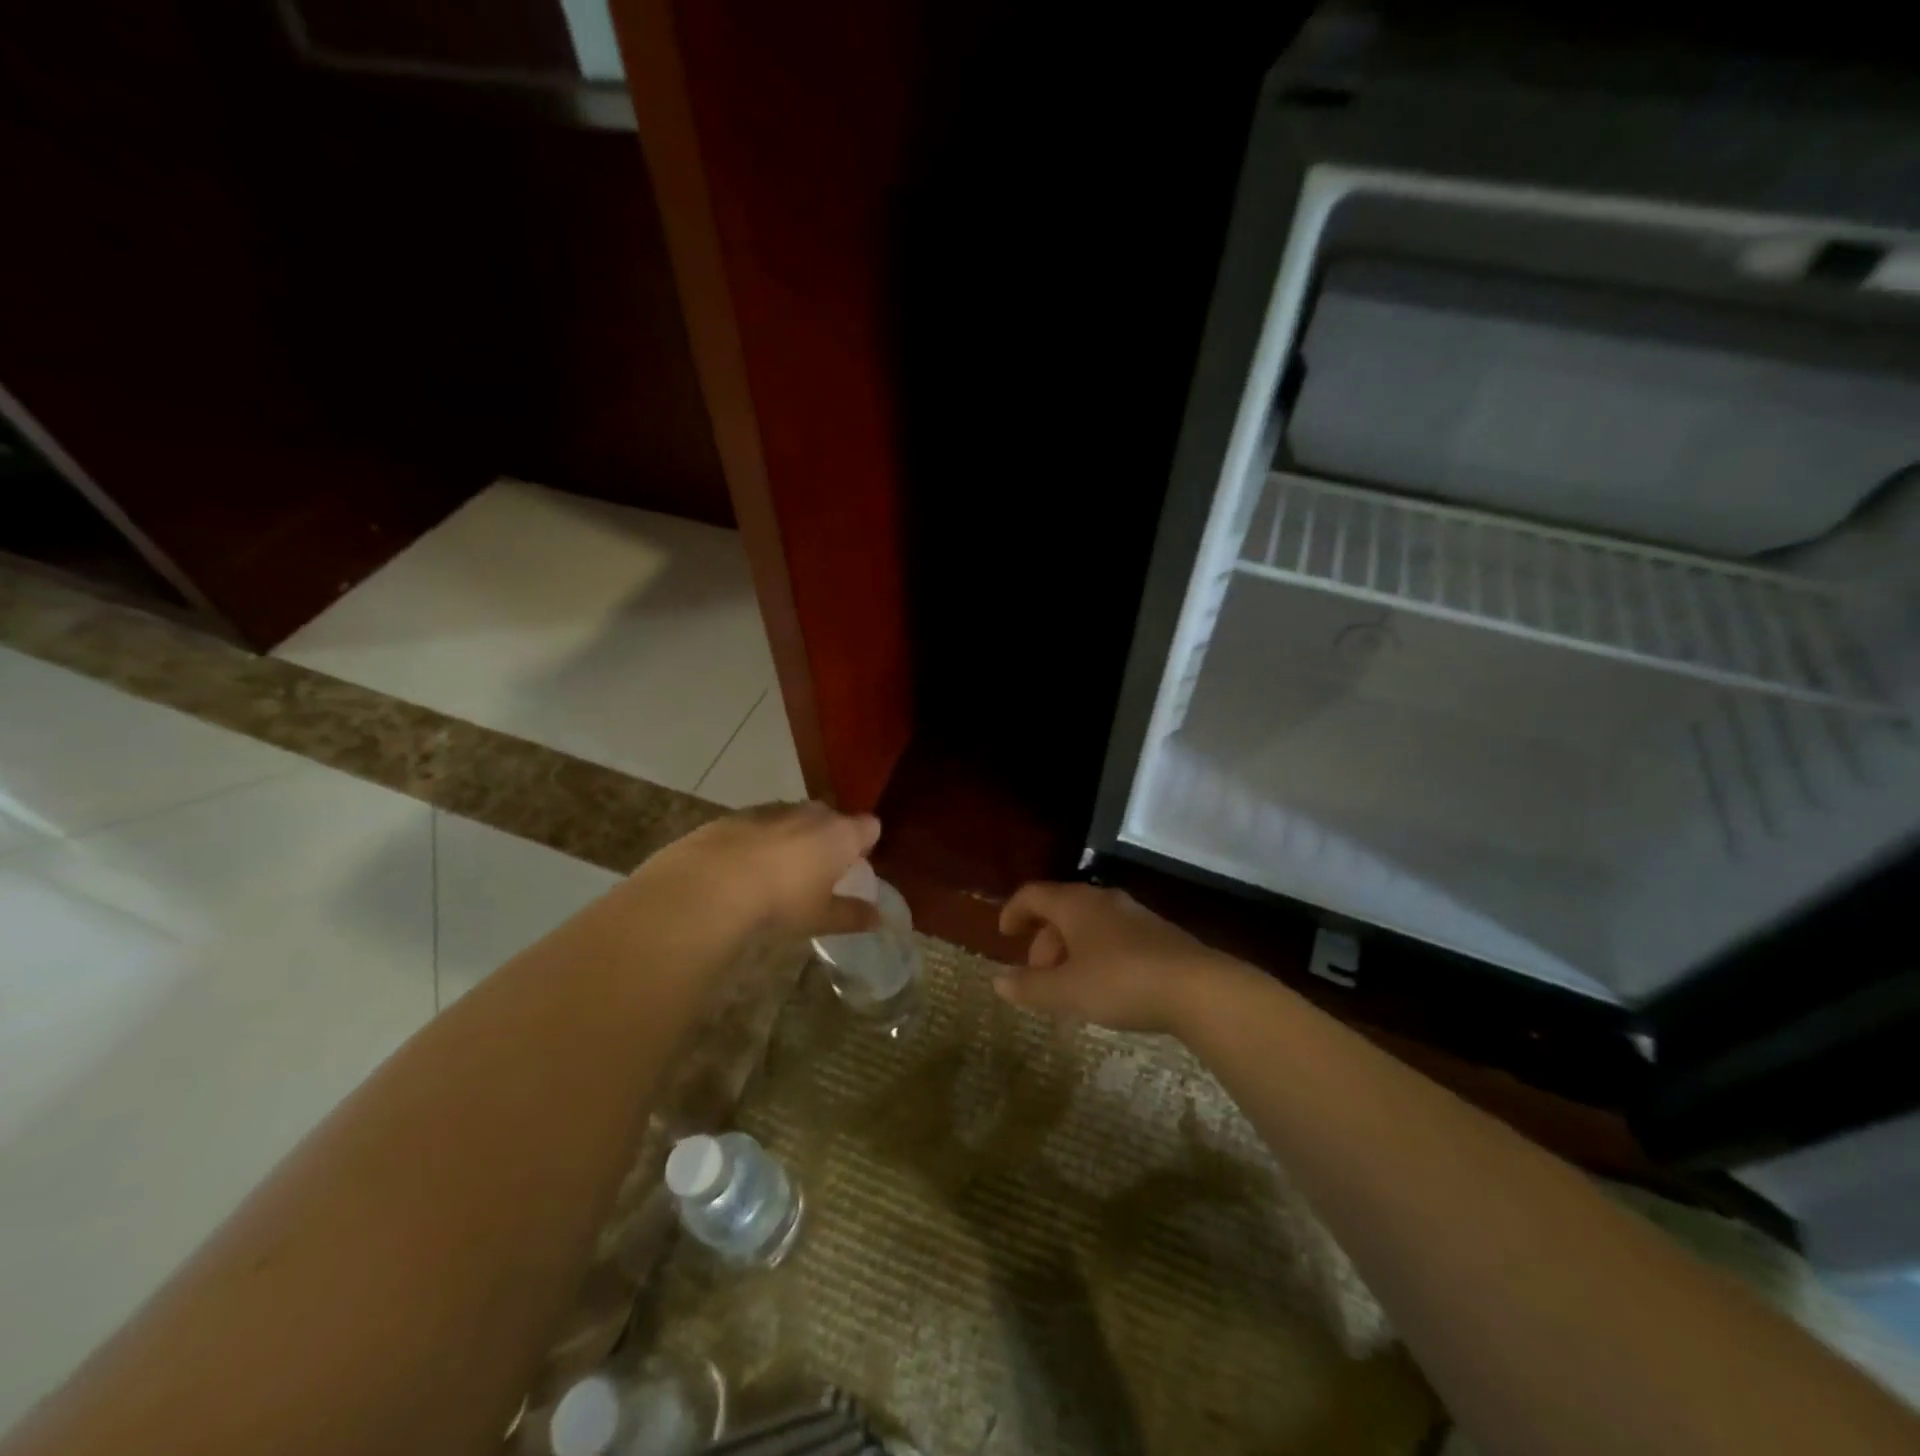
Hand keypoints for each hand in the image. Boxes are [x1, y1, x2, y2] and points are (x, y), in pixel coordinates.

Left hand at [637, 802, 882, 937]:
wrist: (710, 884)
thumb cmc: (781, 901)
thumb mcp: (820, 917)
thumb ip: (851, 915)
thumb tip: (877, 918)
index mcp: (840, 834)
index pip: (869, 826)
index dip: (866, 842)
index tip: (857, 862)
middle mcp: (811, 813)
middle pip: (831, 817)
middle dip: (829, 837)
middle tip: (820, 868)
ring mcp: (773, 809)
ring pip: (794, 817)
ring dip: (793, 836)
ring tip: (781, 868)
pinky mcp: (737, 815)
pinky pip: (760, 824)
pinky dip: (759, 839)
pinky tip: (746, 866)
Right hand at [995, 881, 1243, 1033]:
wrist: (1198, 988)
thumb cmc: (1120, 982)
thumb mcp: (1067, 992)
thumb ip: (1029, 987)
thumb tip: (998, 980)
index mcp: (1075, 904)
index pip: (1033, 894)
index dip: (1014, 911)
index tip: (1005, 934)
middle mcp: (1103, 900)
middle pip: (1062, 910)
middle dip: (1044, 940)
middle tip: (1039, 976)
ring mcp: (1134, 915)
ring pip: (1089, 924)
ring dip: (1071, 950)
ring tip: (1071, 988)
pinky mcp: (1159, 934)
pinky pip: (1114, 936)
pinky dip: (1097, 955)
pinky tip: (1106, 987)